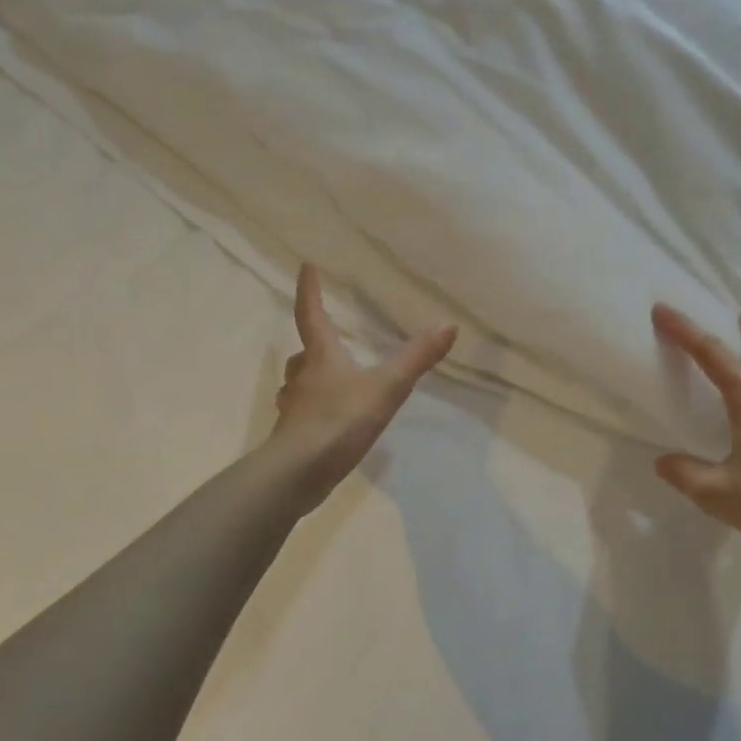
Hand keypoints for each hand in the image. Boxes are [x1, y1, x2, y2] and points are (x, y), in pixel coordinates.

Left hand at [268, 266, 457, 508]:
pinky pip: (301, 416)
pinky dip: (312, 412)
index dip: (309, 290)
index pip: (311, 315)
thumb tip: (448, 325)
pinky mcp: (292, 437)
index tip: (305, 267)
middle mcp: (301, 379)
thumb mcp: (386, 388)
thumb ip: (417, 359)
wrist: (298, 473)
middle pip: (303, 354)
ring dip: (309, 379)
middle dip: (312, 345)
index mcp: (321, 358)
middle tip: (323, 339)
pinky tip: (328, 423)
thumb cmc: (340, 421)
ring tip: (326, 381)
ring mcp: (293, 410)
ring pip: (298, 385)